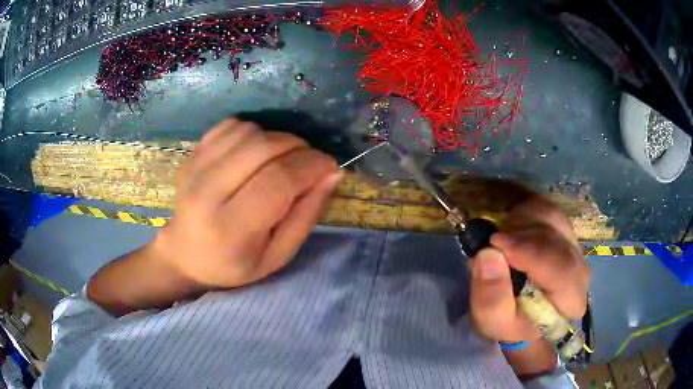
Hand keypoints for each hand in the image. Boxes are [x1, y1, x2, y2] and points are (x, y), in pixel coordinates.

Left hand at [152, 118, 341, 289]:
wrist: (186, 254)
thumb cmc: (235, 264)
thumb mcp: (278, 255)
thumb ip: (307, 215)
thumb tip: (332, 173)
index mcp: (231, 229)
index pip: (278, 181)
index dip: (312, 166)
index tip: (330, 166)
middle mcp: (207, 193)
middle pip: (263, 148)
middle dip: (299, 147)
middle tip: (310, 161)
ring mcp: (195, 168)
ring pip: (249, 131)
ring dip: (277, 138)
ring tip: (283, 158)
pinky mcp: (192, 154)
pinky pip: (231, 125)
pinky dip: (254, 131)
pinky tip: (257, 151)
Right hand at [469, 197, 589, 342]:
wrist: (523, 313)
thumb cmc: (510, 322)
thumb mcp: (493, 321)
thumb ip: (492, 296)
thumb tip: (488, 254)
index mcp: (571, 301)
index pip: (563, 271)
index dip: (532, 253)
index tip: (497, 244)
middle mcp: (580, 269)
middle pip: (558, 240)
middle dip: (522, 236)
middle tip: (491, 239)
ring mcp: (574, 245)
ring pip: (553, 218)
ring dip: (522, 222)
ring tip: (499, 238)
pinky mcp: (564, 230)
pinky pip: (546, 209)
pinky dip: (524, 213)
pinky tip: (510, 228)